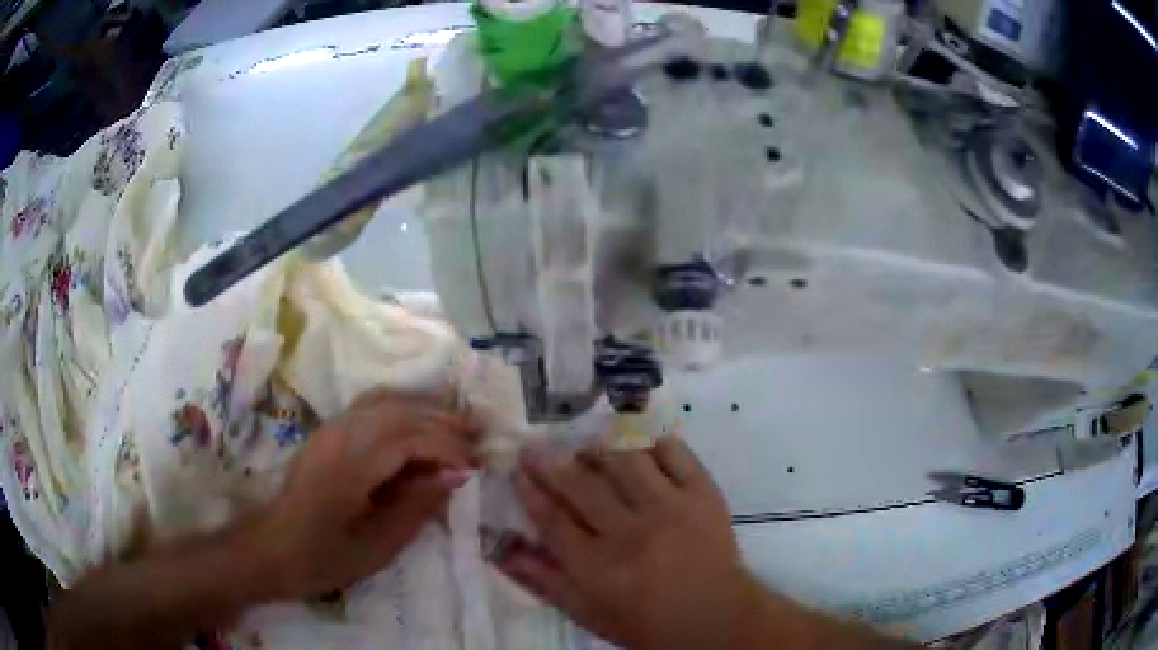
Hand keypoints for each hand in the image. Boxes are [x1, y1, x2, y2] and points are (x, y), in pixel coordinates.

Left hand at [254, 389, 479, 598]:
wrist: (272, 546)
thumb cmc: (324, 557)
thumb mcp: (377, 547)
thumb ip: (416, 506)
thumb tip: (456, 475)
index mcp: (350, 467)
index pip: (409, 438)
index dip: (448, 447)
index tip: (476, 467)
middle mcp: (340, 436)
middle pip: (400, 411)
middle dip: (444, 421)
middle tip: (479, 438)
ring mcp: (331, 428)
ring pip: (386, 401)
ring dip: (425, 409)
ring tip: (458, 427)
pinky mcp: (328, 431)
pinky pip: (371, 406)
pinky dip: (403, 408)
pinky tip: (419, 424)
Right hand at [496, 436, 746, 649]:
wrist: (715, 617)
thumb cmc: (646, 623)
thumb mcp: (589, 613)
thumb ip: (544, 581)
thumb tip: (502, 550)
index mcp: (599, 568)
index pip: (553, 519)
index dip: (531, 492)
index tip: (517, 471)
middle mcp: (631, 532)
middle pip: (582, 486)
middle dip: (551, 463)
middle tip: (535, 446)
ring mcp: (670, 507)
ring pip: (625, 460)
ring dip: (598, 447)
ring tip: (585, 445)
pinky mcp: (703, 493)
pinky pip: (674, 453)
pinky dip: (651, 440)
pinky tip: (636, 439)